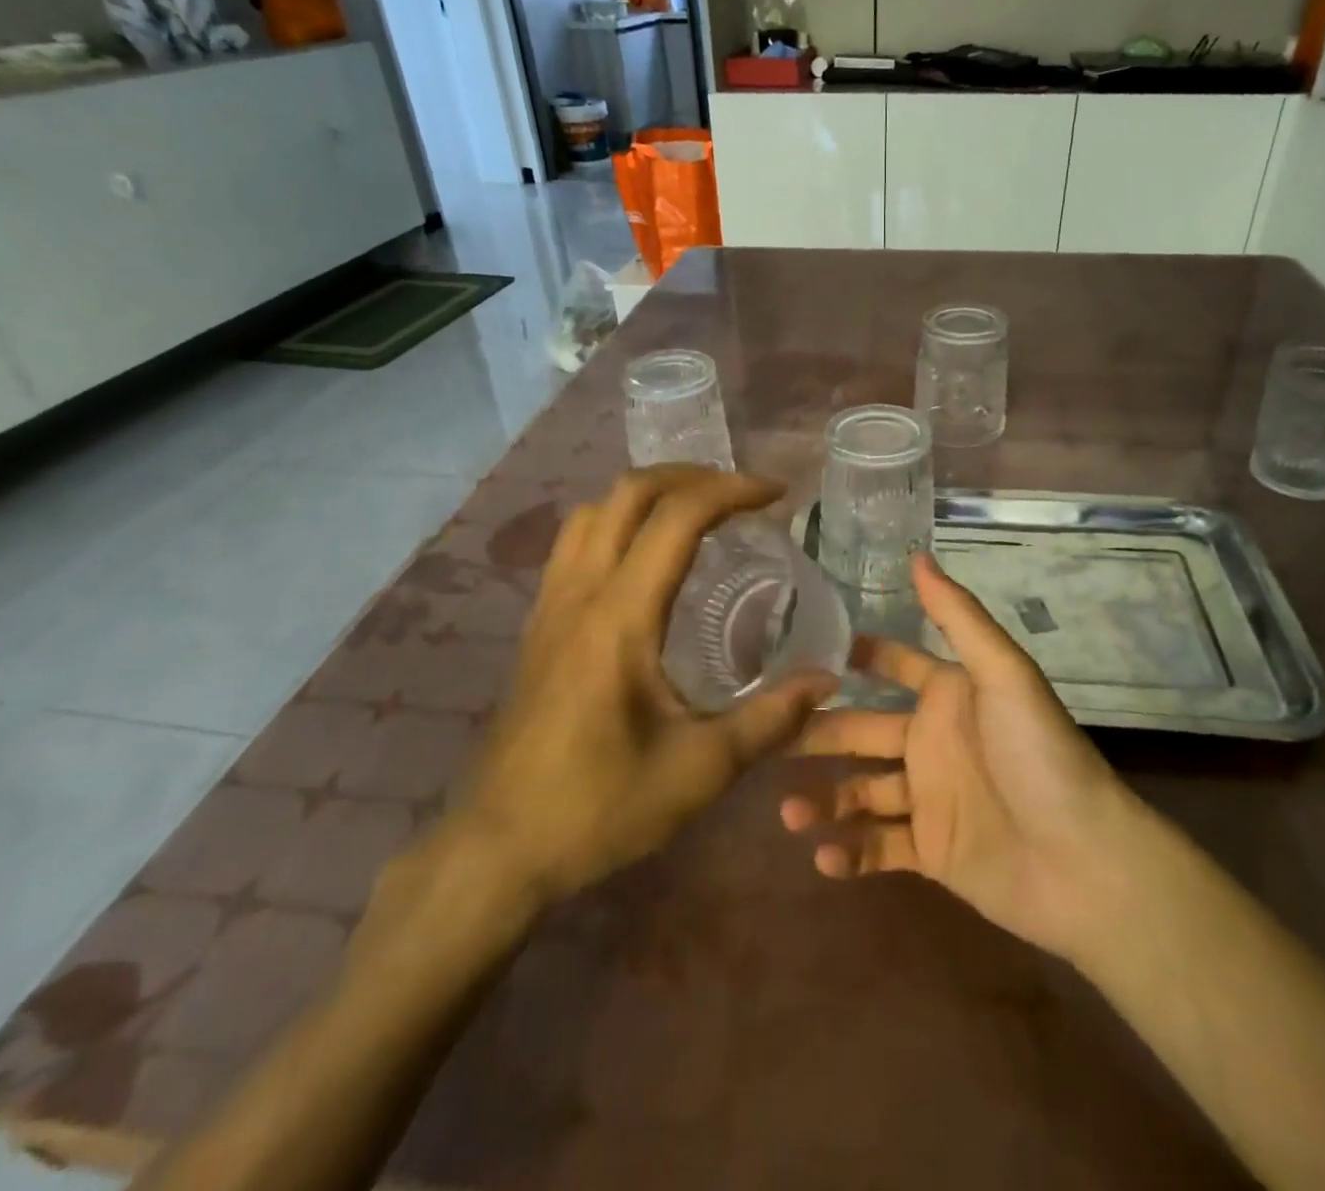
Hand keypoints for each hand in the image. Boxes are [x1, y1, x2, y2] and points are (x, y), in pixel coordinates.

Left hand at [445, 466, 836, 918]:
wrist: (498, 849)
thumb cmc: (600, 807)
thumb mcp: (700, 770)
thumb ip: (770, 720)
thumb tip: (827, 681)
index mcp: (620, 617)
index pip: (677, 518)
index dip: (732, 491)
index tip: (777, 496)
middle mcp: (580, 593)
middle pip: (628, 492)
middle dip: (692, 476)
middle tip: (741, 494)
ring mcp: (550, 605)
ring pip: (593, 510)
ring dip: (649, 494)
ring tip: (697, 512)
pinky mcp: (538, 625)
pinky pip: (575, 542)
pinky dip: (617, 521)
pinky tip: (646, 558)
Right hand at [782, 554, 1147, 960]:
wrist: (1082, 861)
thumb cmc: (1038, 755)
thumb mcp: (1002, 674)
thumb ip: (957, 617)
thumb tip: (917, 555)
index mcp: (949, 696)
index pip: (894, 667)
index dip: (856, 659)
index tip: (800, 657)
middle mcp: (934, 741)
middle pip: (863, 731)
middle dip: (820, 734)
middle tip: (769, 740)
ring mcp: (931, 798)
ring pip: (863, 792)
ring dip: (825, 801)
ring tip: (789, 812)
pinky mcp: (933, 852)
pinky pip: (881, 848)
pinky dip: (851, 853)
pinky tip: (823, 857)